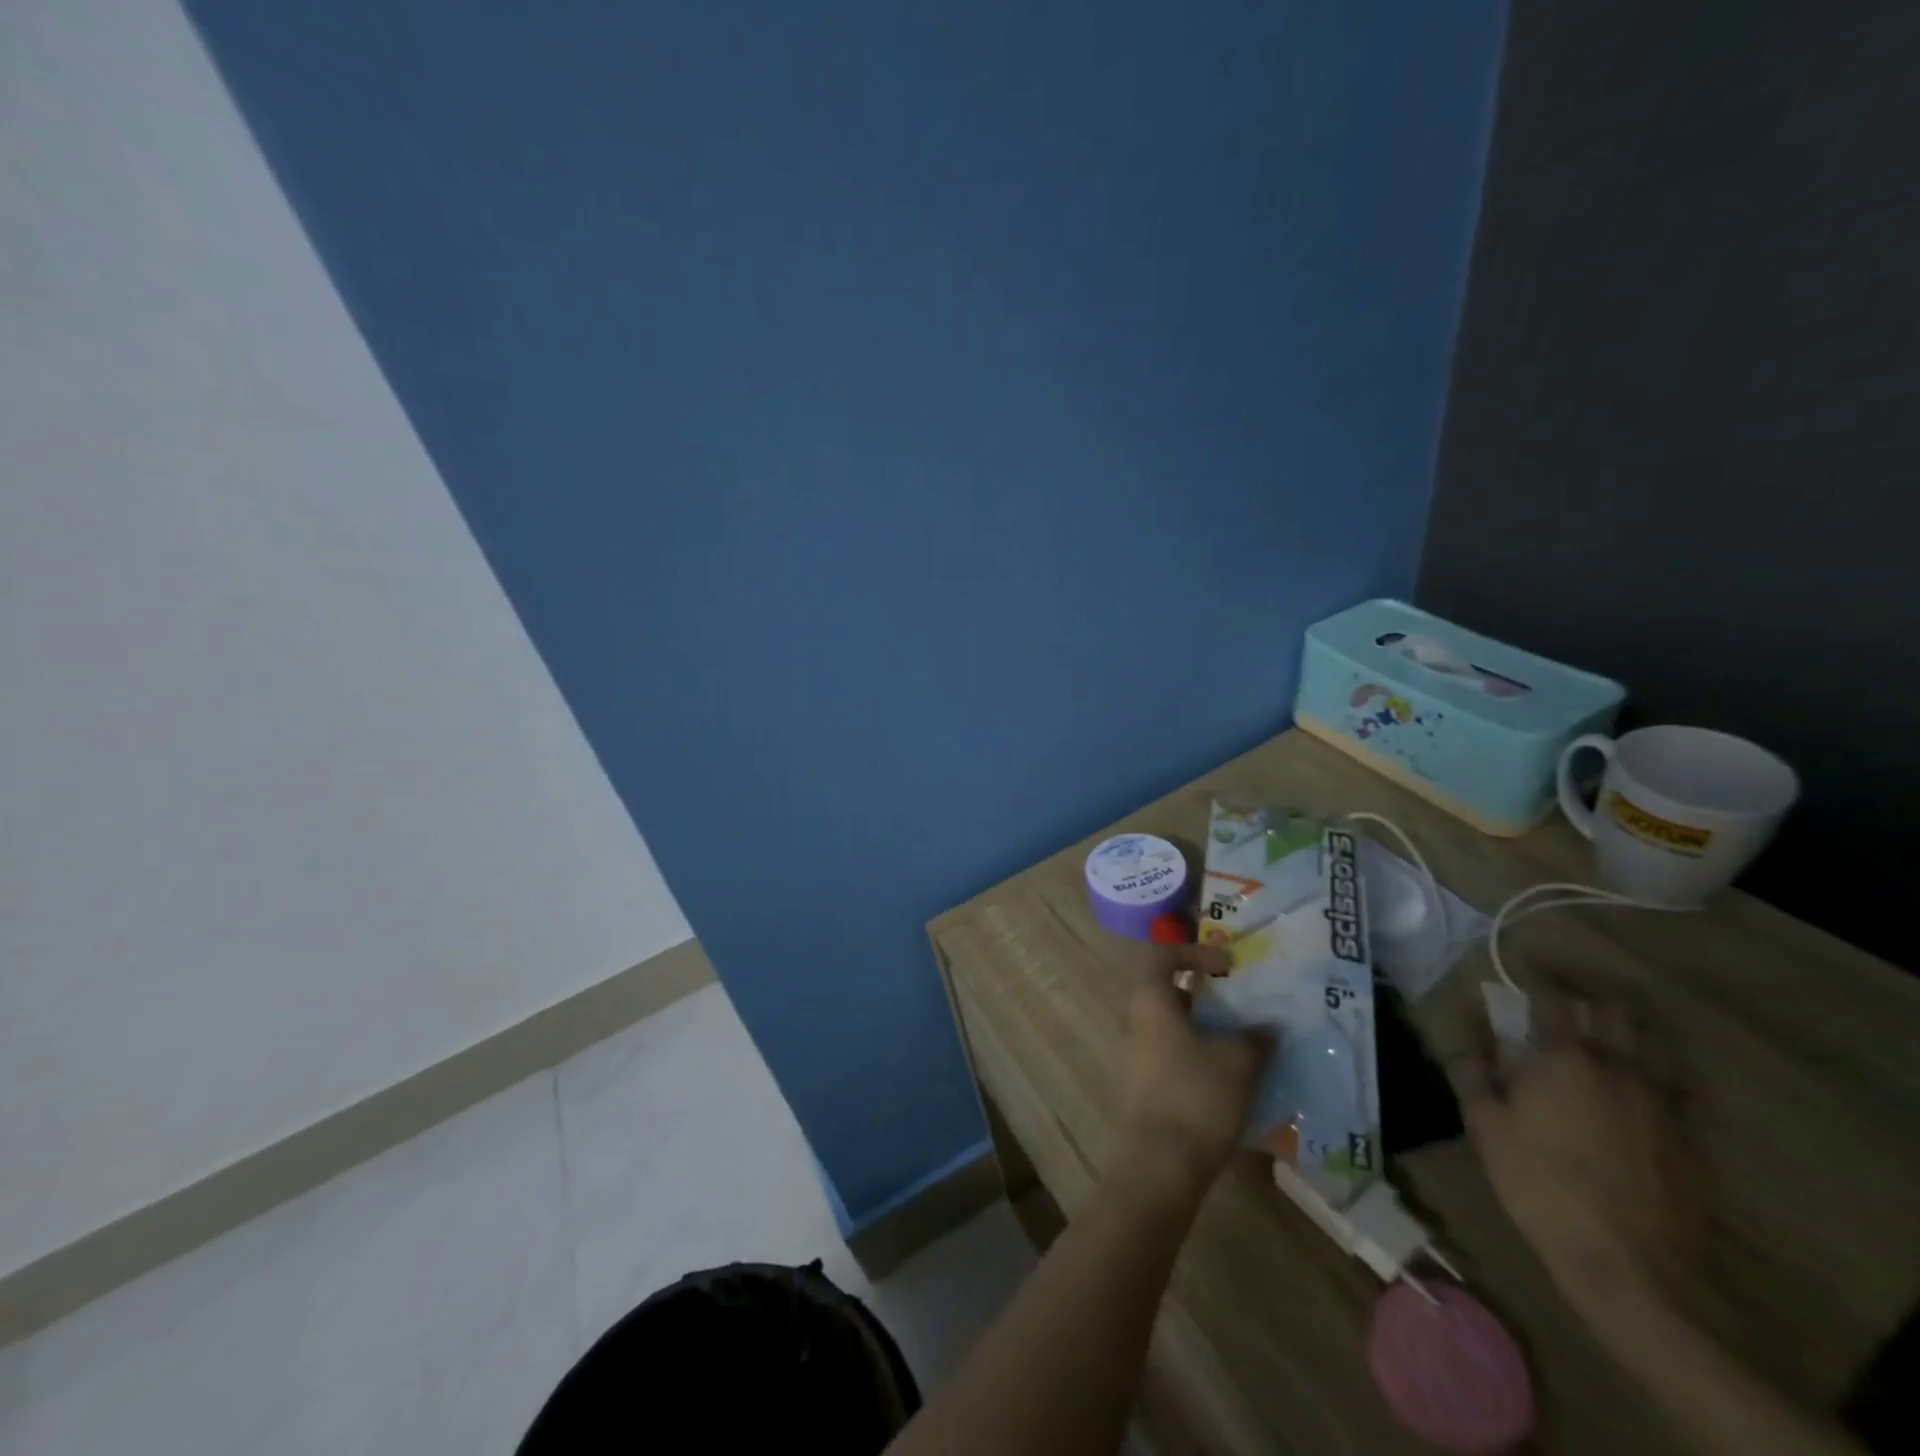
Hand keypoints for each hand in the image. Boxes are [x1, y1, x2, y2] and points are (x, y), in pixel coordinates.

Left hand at [1114, 943, 1271, 1200]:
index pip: (1160, 954)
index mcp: (1149, 1001)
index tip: (1227, 964)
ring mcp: (1137, 1055)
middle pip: (1168, 991)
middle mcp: (1136, 1020)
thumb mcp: (1238, 1062)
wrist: (1159, 1164)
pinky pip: (1173, 1055)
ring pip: (1172, 1026)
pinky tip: (1233, 1079)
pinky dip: (1201, 1056)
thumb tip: (1270, 1027)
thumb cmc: (1196, 1096)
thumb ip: (1256, 1038)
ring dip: (1207, 1029)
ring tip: (1247, 1044)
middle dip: (1207, 995)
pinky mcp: (1145, 1085)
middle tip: (1243, 1005)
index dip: (1194, 950)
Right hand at [1451, 990, 1698, 1293]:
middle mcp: (1617, 1066)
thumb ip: (1472, 1069)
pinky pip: (1680, 1088)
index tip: (1522, 972)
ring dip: (1630, 1030)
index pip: (1553, 998)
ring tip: (1608, 1037)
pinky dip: (1661, 1074)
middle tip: (1565, 1004)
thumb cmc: (1539, 1184)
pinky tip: (1644, 1087)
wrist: (1631, 1264)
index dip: (1537, 979)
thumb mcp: (1485, 1125)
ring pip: (1655, 1043)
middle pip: (1614, 1011)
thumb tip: (1466, 1030)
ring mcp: (1661, 1101)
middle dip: (1589, 999)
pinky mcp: (1689, 1137)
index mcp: (1562, 1057)